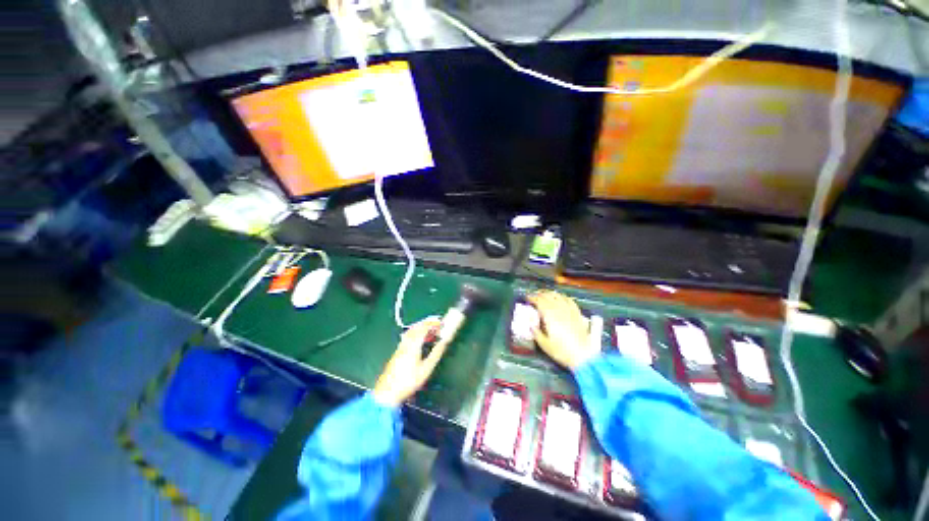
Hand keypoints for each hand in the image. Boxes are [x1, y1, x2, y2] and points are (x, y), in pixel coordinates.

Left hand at [372, 317, 447, 406]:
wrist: (387, 392)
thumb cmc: (408, 381)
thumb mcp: (426, 369)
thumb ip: (436, 354)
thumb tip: (444, 343)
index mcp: (413, 344)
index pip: (424, 327)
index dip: (433, 324)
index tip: (441, 324)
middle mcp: (406, 342)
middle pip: (416, 326)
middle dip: (427, 323)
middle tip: (437, 324)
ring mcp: (400, 346)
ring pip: (411, 331)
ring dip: (421, 327)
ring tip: (430, 330)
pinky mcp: (397, 351)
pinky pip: (408, 336)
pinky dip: (416, 333)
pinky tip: (419, 340)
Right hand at [528, 290, 597, 369]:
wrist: (584, 357)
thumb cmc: (562, 351)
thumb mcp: (544, 344)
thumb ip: (536, 333)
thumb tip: (531, 325)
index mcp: (549, 316)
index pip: (539, 301)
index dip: (532, 297)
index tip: (527, 297)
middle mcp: (559, 310)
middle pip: (548, 296)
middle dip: (539, 294)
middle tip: (533, 295)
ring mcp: (569, 311)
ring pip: (558, 296)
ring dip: (550, 293)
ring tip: (545, 294)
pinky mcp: (577, 314)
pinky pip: (569, 300)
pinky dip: (563, 296)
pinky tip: (561, 297)